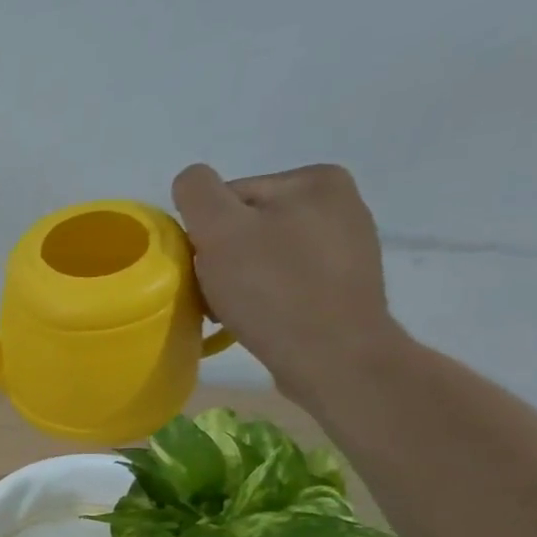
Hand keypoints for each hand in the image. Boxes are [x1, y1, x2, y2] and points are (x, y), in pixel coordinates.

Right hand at [172, 163, 404, 404]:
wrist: (334, 357)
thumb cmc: (274, 290)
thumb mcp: (221, 230)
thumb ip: (198, 193)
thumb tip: (190, 181)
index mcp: (315, 179)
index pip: (228, 198)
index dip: (204, 234)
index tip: (202, 269)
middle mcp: (339, 203)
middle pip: (245, 226)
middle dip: (222, 259)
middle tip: (215, 295)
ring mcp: (346, 246)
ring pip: (262, 256)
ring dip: (238, 281)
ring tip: (234, 311)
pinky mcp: (343, 285)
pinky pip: (285, 281)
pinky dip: (264, 297)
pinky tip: (259, 318)